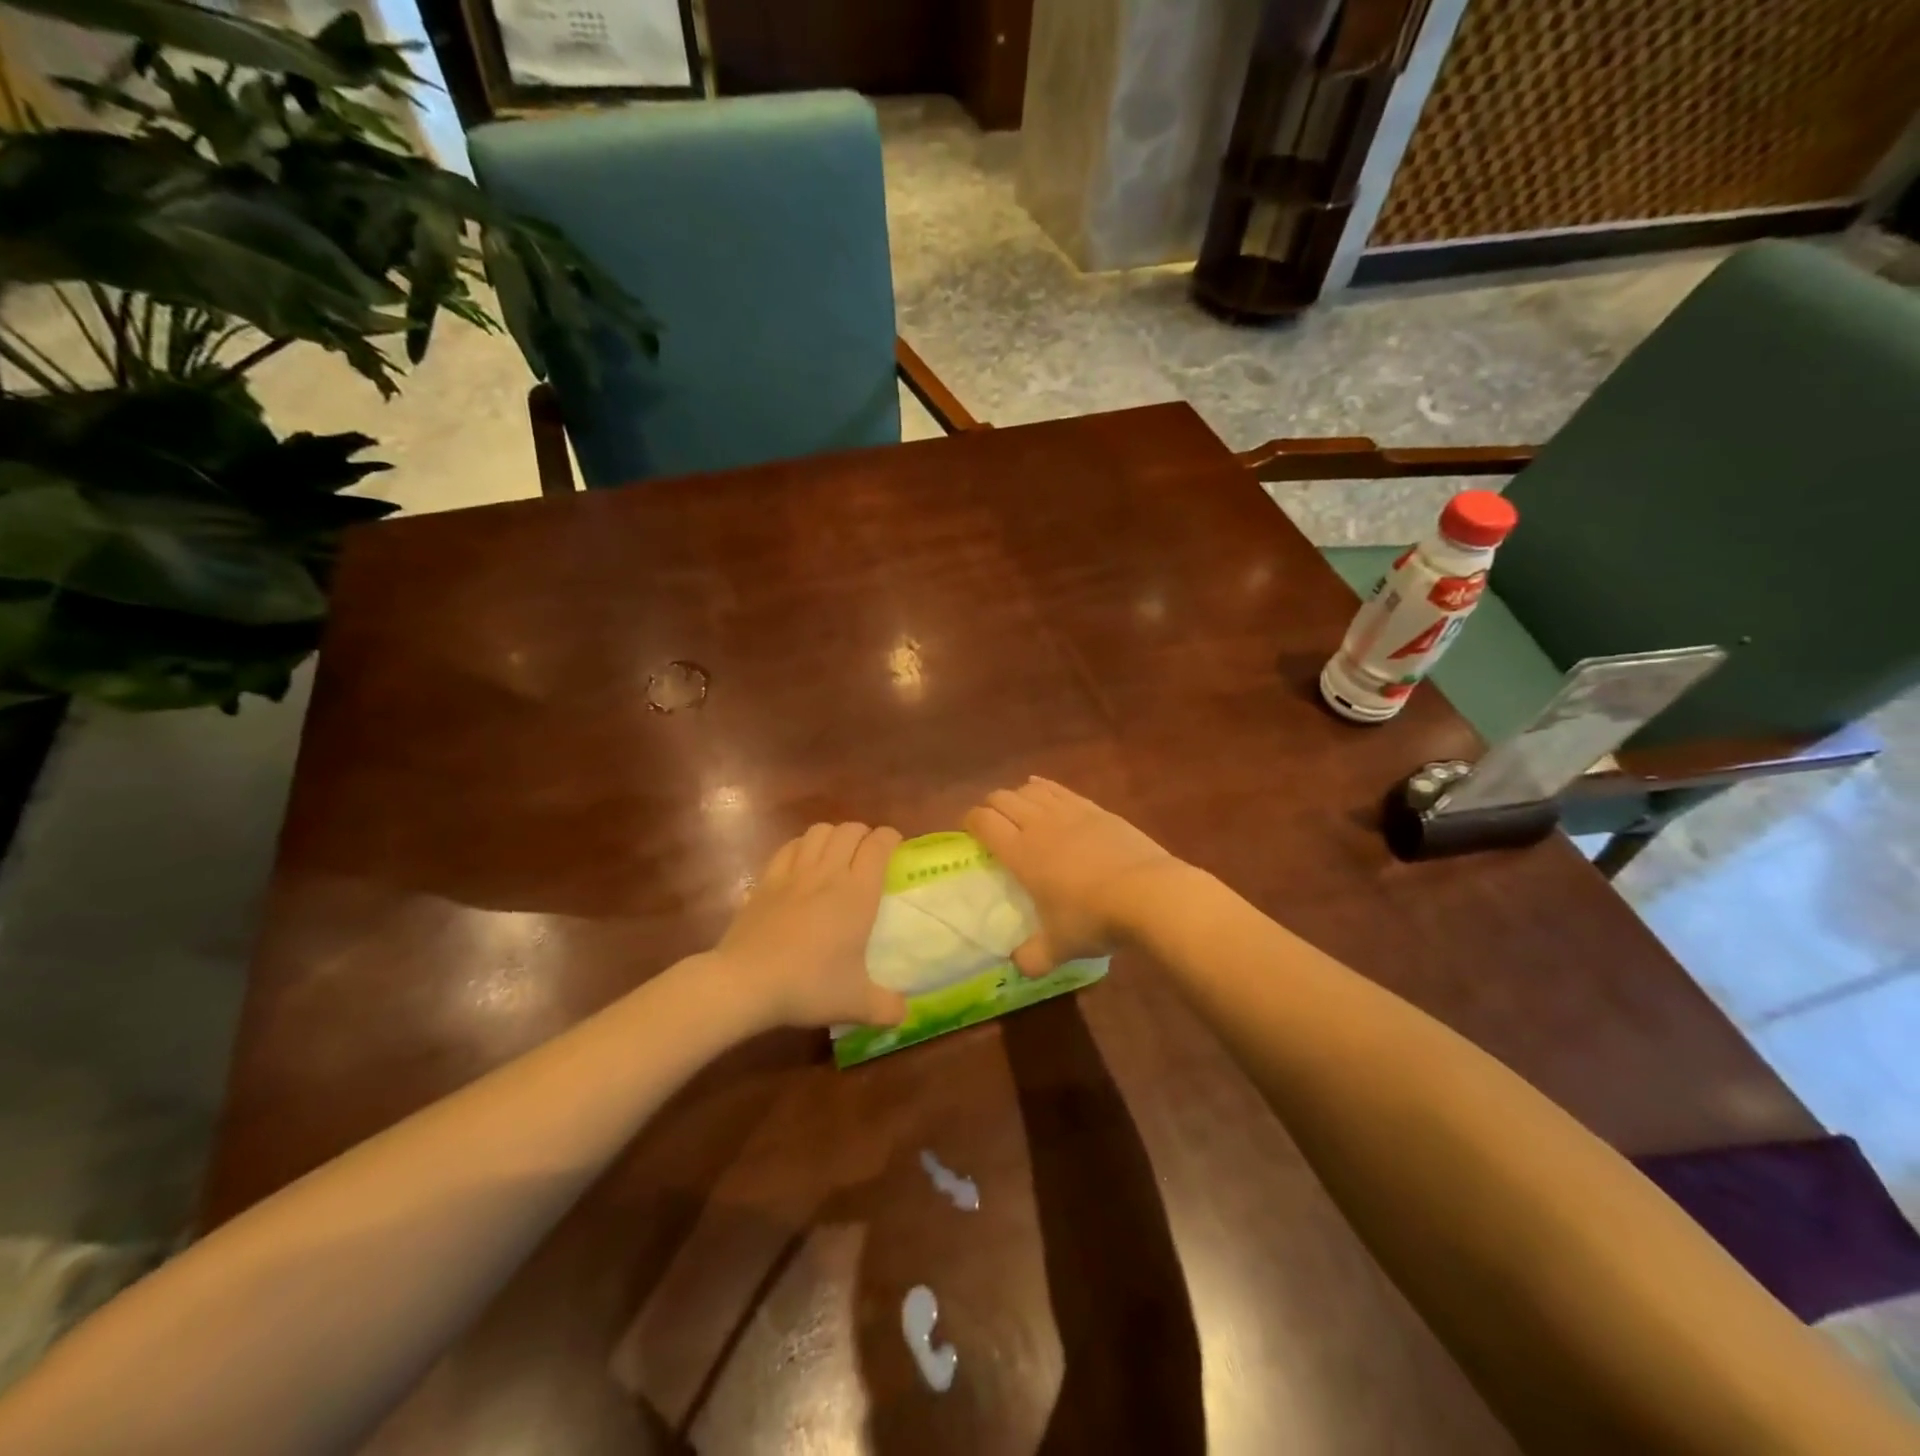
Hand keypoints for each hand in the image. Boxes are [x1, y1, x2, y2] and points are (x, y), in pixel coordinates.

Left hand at [715, 822, 908, 1029]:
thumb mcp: (856, 1004)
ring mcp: (794, 872)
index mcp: (858, 893)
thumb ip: (887, 1008)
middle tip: (869, 854)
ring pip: (819, 831)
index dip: (891, 838)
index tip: (897, 849)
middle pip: (849, 829)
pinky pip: (789, 847)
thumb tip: (905, 1014)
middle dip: (864, 834)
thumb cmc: (808, 986)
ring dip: (833, 836)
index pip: (879, 844)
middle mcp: (829, 872)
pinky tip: (803, 863)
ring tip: (837, 854)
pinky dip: (802, 846)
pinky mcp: (766, 880)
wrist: (746, 983)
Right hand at [964, 778, 1184, 975]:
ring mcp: (1069, 812)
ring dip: (1017, 795)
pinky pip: (1060, 789)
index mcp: (1021, 853)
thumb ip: (1033, 957)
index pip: (984, 822)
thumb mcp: (1059, 947)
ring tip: (1017, 808)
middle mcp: (1038, 825)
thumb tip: (1019, 966)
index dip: (970, 821)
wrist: (1148, 893)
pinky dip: (1044, 786)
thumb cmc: (1094, 918)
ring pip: (1031, 790)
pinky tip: (1041, 788)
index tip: (969, 831)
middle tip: (991, 823)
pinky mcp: (1095, 808)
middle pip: (1003, 800)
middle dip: (991, 806)